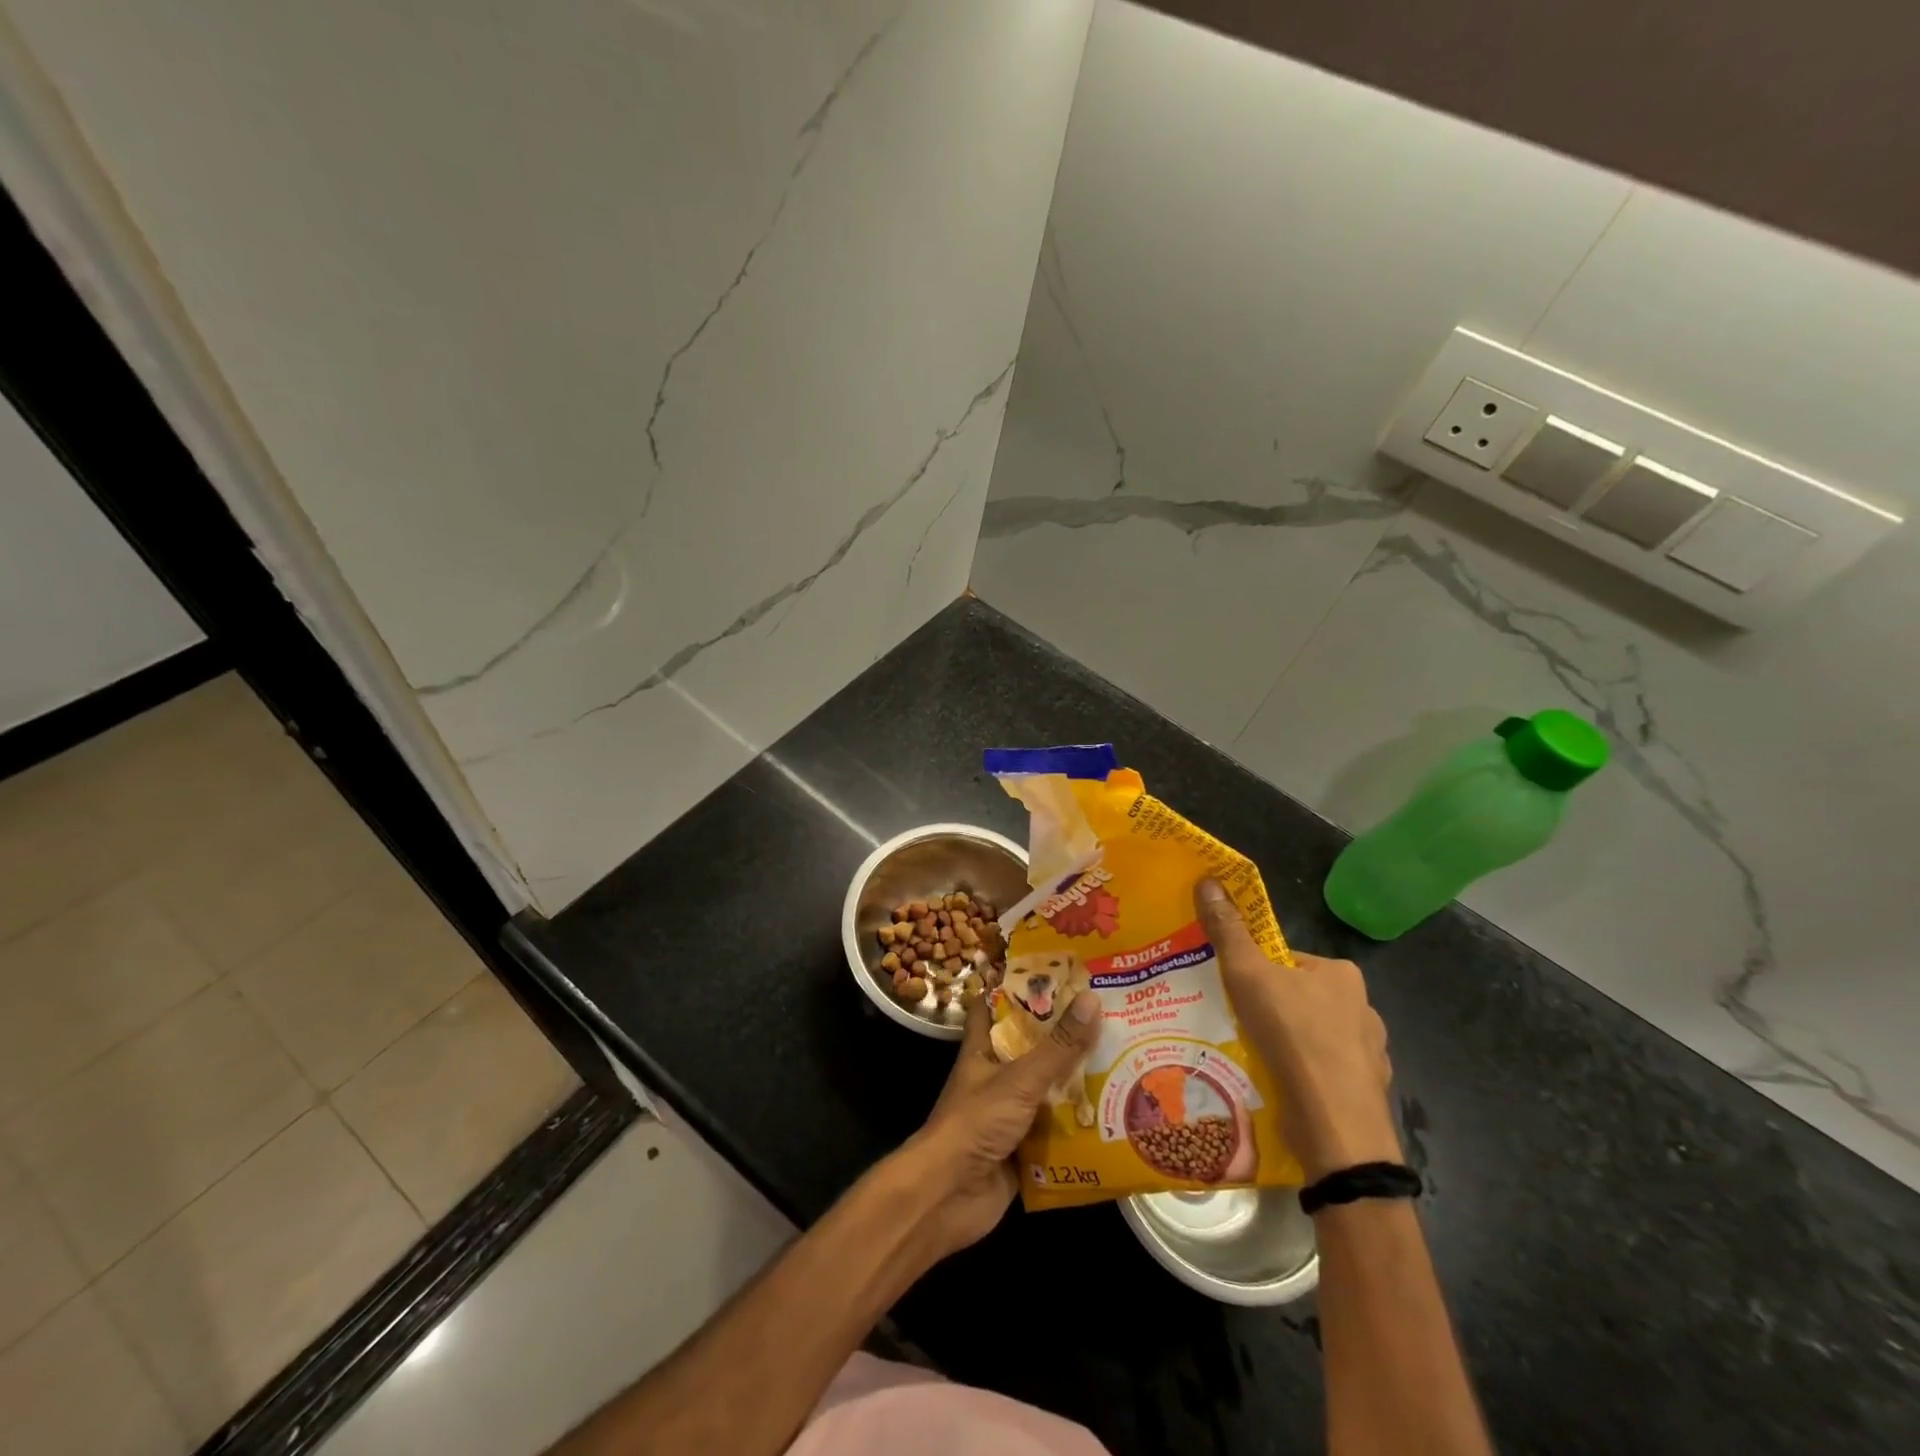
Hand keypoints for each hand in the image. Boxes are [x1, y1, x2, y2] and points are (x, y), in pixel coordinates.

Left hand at [898, 989, 1102, 1260]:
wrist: (949, 1196)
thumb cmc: (975, 1123)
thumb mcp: (1020, 1079)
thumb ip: (1058, 1046)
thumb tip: (1093, 998)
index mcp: (983, 1049)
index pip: (995, 1006)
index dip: (1018, 987)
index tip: (1055, 971)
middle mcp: (996, 1077)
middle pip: (1033, 1049)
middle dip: (1066, 1037)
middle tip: (1111, 1017)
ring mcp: (1010, 1115)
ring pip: (1049, 1091)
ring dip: (1079, 1084)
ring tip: (1127, 1062)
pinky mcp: (1024, 1150)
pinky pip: (1058, 1132)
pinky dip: (1081, 1127)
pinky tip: (1118, 1118)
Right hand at [1196, 879, 1399, 1181]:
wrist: (1336, 1128)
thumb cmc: (1293, 1036)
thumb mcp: (1248, 974)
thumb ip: (1228, 931)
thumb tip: (1208, 880)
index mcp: (1340, 973)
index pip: (1286, 960)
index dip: (1255, 973)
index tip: (1233, 993)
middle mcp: (1363, 1007)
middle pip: (1299, 998)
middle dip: (1270, 1010)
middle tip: (1237, 1025)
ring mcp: (1370, 1054)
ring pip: (1314, 1038)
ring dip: (1287, 1046)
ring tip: (1256, 1059)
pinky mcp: (1366, 1092)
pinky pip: (1325, 1074)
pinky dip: (1304, 1077)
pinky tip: (1281, 1088)